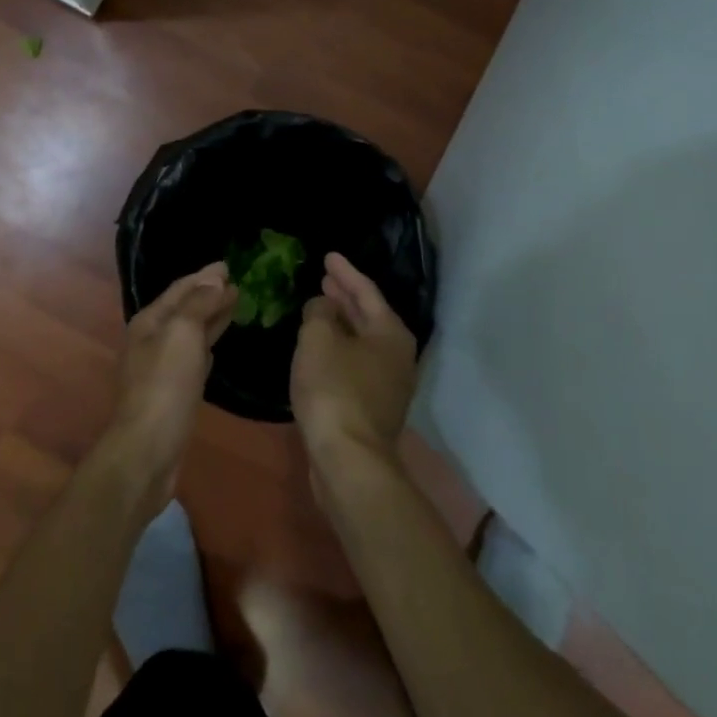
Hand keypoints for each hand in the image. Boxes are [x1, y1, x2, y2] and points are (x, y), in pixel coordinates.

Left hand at [106, 263, 235, 506]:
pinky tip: (216, 347)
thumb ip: (199, 304)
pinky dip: (206, 346)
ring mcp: (160, 367)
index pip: (180, 289)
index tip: (230, 265)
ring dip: (210, 318)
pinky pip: (192, 358)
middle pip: (184, 309)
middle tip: (237, 283)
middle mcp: (151, 340)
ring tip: (234, 306)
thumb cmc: (165, 385)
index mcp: (150, 321)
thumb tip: (215, 279)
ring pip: (190, 333)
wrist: (148, 449)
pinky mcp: (172, 392)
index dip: (205, 276)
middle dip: (209, 294)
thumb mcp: (183, 334)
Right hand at [292, 253, 416, 486]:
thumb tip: (323, 306)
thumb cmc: (334, 389)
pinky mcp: (374, 409)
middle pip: (369, 316)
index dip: (345, 272)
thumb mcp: (318, 338)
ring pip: (362, 342)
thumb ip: (319, 313)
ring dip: (342, 324)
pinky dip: (339, 349)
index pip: (367, 291)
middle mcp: (398, 356)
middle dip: (345, 297)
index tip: (328, 256)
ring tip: (319, 309)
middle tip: (324, 279)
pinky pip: (355, 365)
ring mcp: (389, 386)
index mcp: (391, 333)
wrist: (348, 459)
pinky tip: (320, 350)